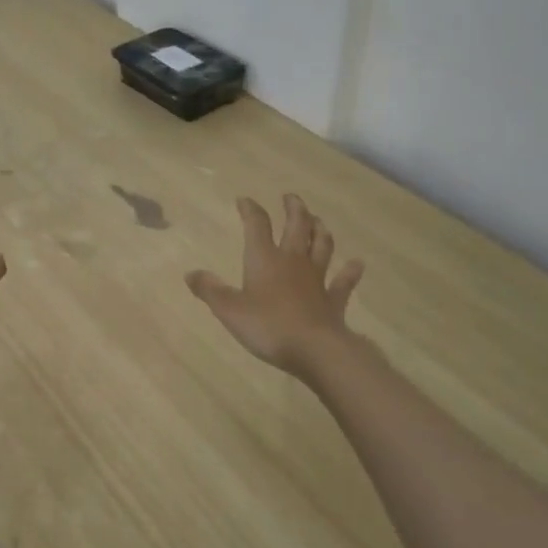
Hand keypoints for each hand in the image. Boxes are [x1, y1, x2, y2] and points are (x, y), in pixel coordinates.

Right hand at [186, 194, 365, 379]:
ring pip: (322, 246)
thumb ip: (210, 290)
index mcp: (265, 259)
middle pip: (297, 226)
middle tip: (291, 197)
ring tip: (318, 220)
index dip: (251, 210)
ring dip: (320, 230)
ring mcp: (317, 279)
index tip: (244, 200)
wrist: (315, 349)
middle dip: (294, 209)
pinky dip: (350, 272)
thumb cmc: (267, 326)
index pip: (257, 225)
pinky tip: (357, 264)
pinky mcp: (333, 300)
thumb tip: (190, 273)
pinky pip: (343, 282)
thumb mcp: (229, 310)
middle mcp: (293, 261)